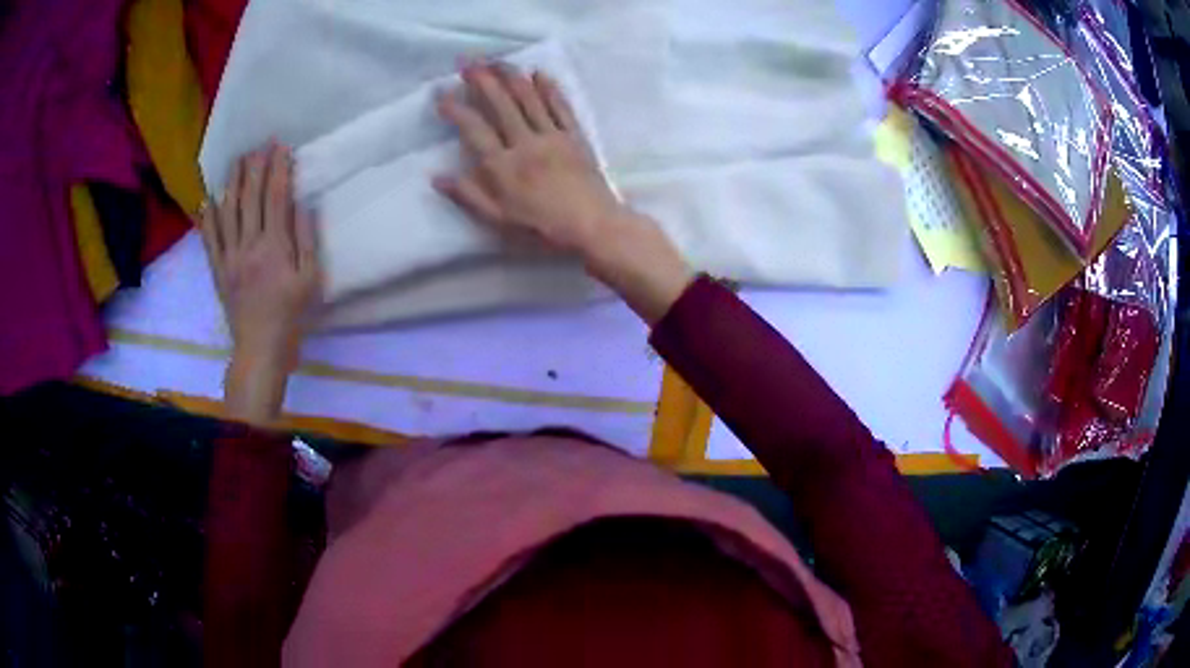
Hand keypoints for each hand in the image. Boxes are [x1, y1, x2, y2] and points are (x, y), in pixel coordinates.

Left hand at [199, 142, 321, 423]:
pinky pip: (210, 238)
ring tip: (236, 160)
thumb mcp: (310, 279)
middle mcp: (248, 245)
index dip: (278, 168)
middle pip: (250, 197)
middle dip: (255, 167)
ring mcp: (229, 256)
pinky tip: (208, 199)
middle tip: (259, 145)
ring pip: (227, 211)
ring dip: (232, 182)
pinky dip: (208, 216)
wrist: (260, 349)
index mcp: (274, 246)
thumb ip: (306, 240)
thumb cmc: (291, 315)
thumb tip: (301, 205)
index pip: (276, 197)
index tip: (281, 146)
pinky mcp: (218, 269)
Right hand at [435, 63, 692, 323]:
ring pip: (529, 99)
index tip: (441, 94)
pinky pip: (560, 106)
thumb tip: (437, 177)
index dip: (456, 109)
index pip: (474, 129)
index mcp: (503, 167)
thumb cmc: (542, 229)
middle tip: (467, 63)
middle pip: (501, 105)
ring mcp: (552, 137)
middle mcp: (525, 144)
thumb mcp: (498, 220)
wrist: (594, 227)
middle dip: (482, 80)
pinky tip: (539, 73)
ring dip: (511, 76)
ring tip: (496, 60)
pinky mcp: (575, 136)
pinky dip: (549, 88)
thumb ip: (468, 196)